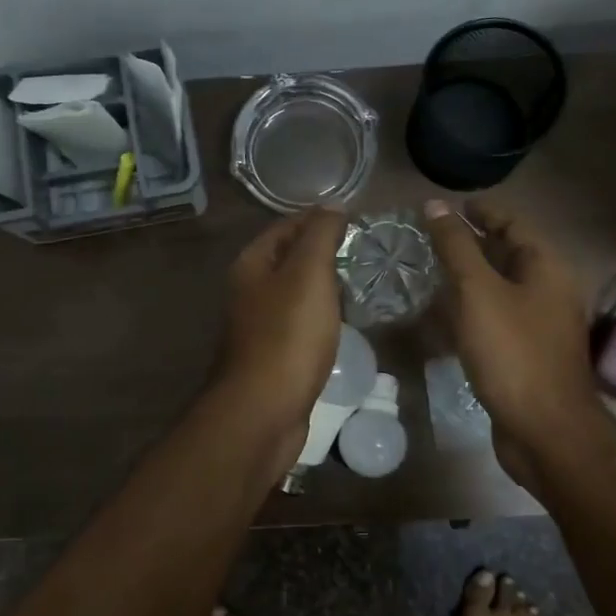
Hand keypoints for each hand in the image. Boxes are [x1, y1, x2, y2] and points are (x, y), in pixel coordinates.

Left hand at [212, 206, 348, 442]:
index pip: (286, 227)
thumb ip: (320, 235)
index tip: (357, 220)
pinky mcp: (273, 357)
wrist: (263, 411)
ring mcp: (259, 326)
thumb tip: (332, 205)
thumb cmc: (287, 336)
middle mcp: (249, 292)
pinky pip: (300, 325)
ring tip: (362, 283)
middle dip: (323, 252)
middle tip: (366, 252)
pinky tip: (343, 323)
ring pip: (295, 294)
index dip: (319, 219)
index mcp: (251, 265)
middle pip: (289, 260)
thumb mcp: (308, 274)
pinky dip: (321, 318)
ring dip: (324, 287)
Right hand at [423, 198, 607, 487]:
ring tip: (428, 274)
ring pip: (500, 290)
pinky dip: (471, 313)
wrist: (544, 429)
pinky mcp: (527, 354)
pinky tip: (442, 320)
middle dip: (470, 244)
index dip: (481, 210)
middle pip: (508, 255)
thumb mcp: (478, 292)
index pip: (513, 222)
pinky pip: (496, 320)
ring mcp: (541, 325)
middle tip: (428, 239)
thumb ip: (456, 247)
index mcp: (547, 267)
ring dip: (468, 280)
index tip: (446, 207)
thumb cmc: (512, 352)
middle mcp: (550, 290)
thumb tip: (435, 205)